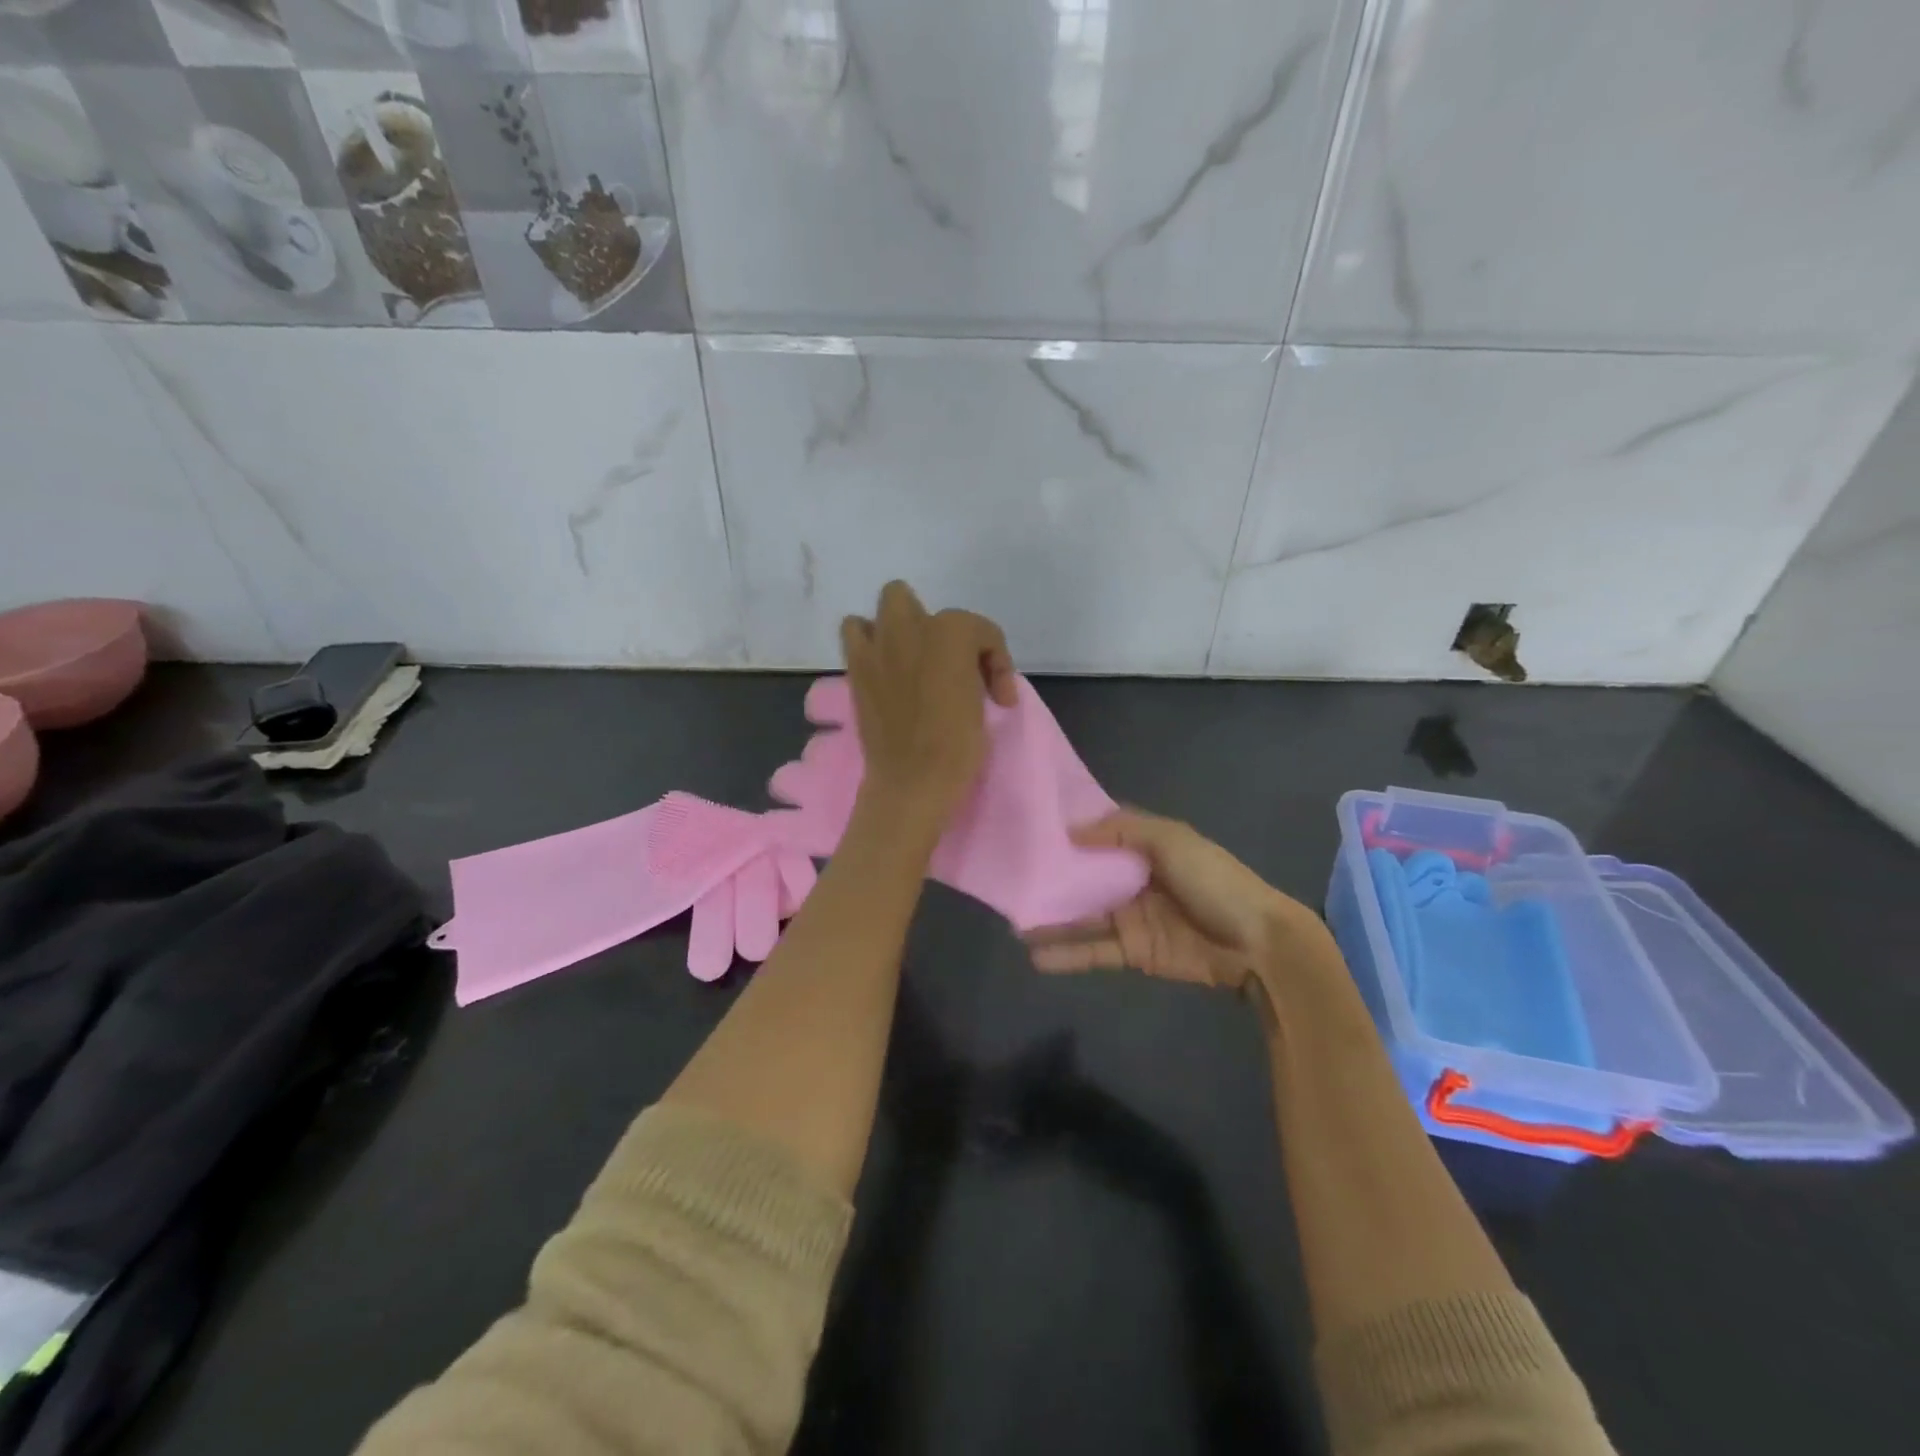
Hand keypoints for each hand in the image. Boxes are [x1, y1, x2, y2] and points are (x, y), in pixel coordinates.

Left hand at [842, 580, 1016, 833]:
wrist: (912, 781)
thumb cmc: (957, 745)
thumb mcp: (982, 702)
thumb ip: (973, 673)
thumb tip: (967, 675)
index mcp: (950, 633)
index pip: (981, 632)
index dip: (997, 662)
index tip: (1000, 699)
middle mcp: (910, 628)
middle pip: (925, 605)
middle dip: (941, 627)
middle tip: (951, 664)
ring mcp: (878, 646)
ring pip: (887, 606)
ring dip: (901, 625)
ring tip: (913, 659)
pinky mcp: (856, 668)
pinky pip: (856, 635)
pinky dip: (872, 644)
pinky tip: (887, 671)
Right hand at [1023, 810, 1315, 991]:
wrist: (1257, 943)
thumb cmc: (1215, 881)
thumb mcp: (1172, 840)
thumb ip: (1123, 830)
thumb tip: (1071, 829)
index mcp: (1144, 847)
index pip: (1099, 834)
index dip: (1068, 830)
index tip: (1029, 826)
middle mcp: (1132, 879)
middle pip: (1084, 876)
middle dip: (1051, 877)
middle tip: (1008, 877)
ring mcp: (1131, 917)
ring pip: (1082, 915)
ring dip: (1050, 919)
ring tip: (1012, 922)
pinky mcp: (1133, 952)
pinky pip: (1093, 950)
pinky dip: (1066, 954)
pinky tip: (1036, 955)